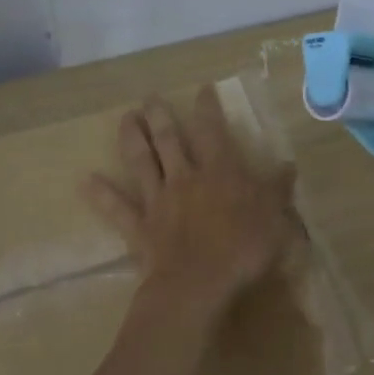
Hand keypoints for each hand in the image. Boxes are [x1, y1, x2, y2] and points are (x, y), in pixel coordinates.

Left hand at [83, 88, 297, 314]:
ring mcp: (159, 201)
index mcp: (219, 173)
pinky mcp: (140, 227)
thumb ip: (278, 190)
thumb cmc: (242, 250)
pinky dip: (101, 194)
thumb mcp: (274, 219)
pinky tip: (85, 181)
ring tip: (125, 118)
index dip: (208, 109)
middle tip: (150, 98)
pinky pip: (117, 208)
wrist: (198, 285)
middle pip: (169, 140)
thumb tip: (288, 165)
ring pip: (142, 162)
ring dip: (132, 139)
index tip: (202, 89)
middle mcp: (185, 178)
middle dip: (160, 116)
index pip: (213, 132)